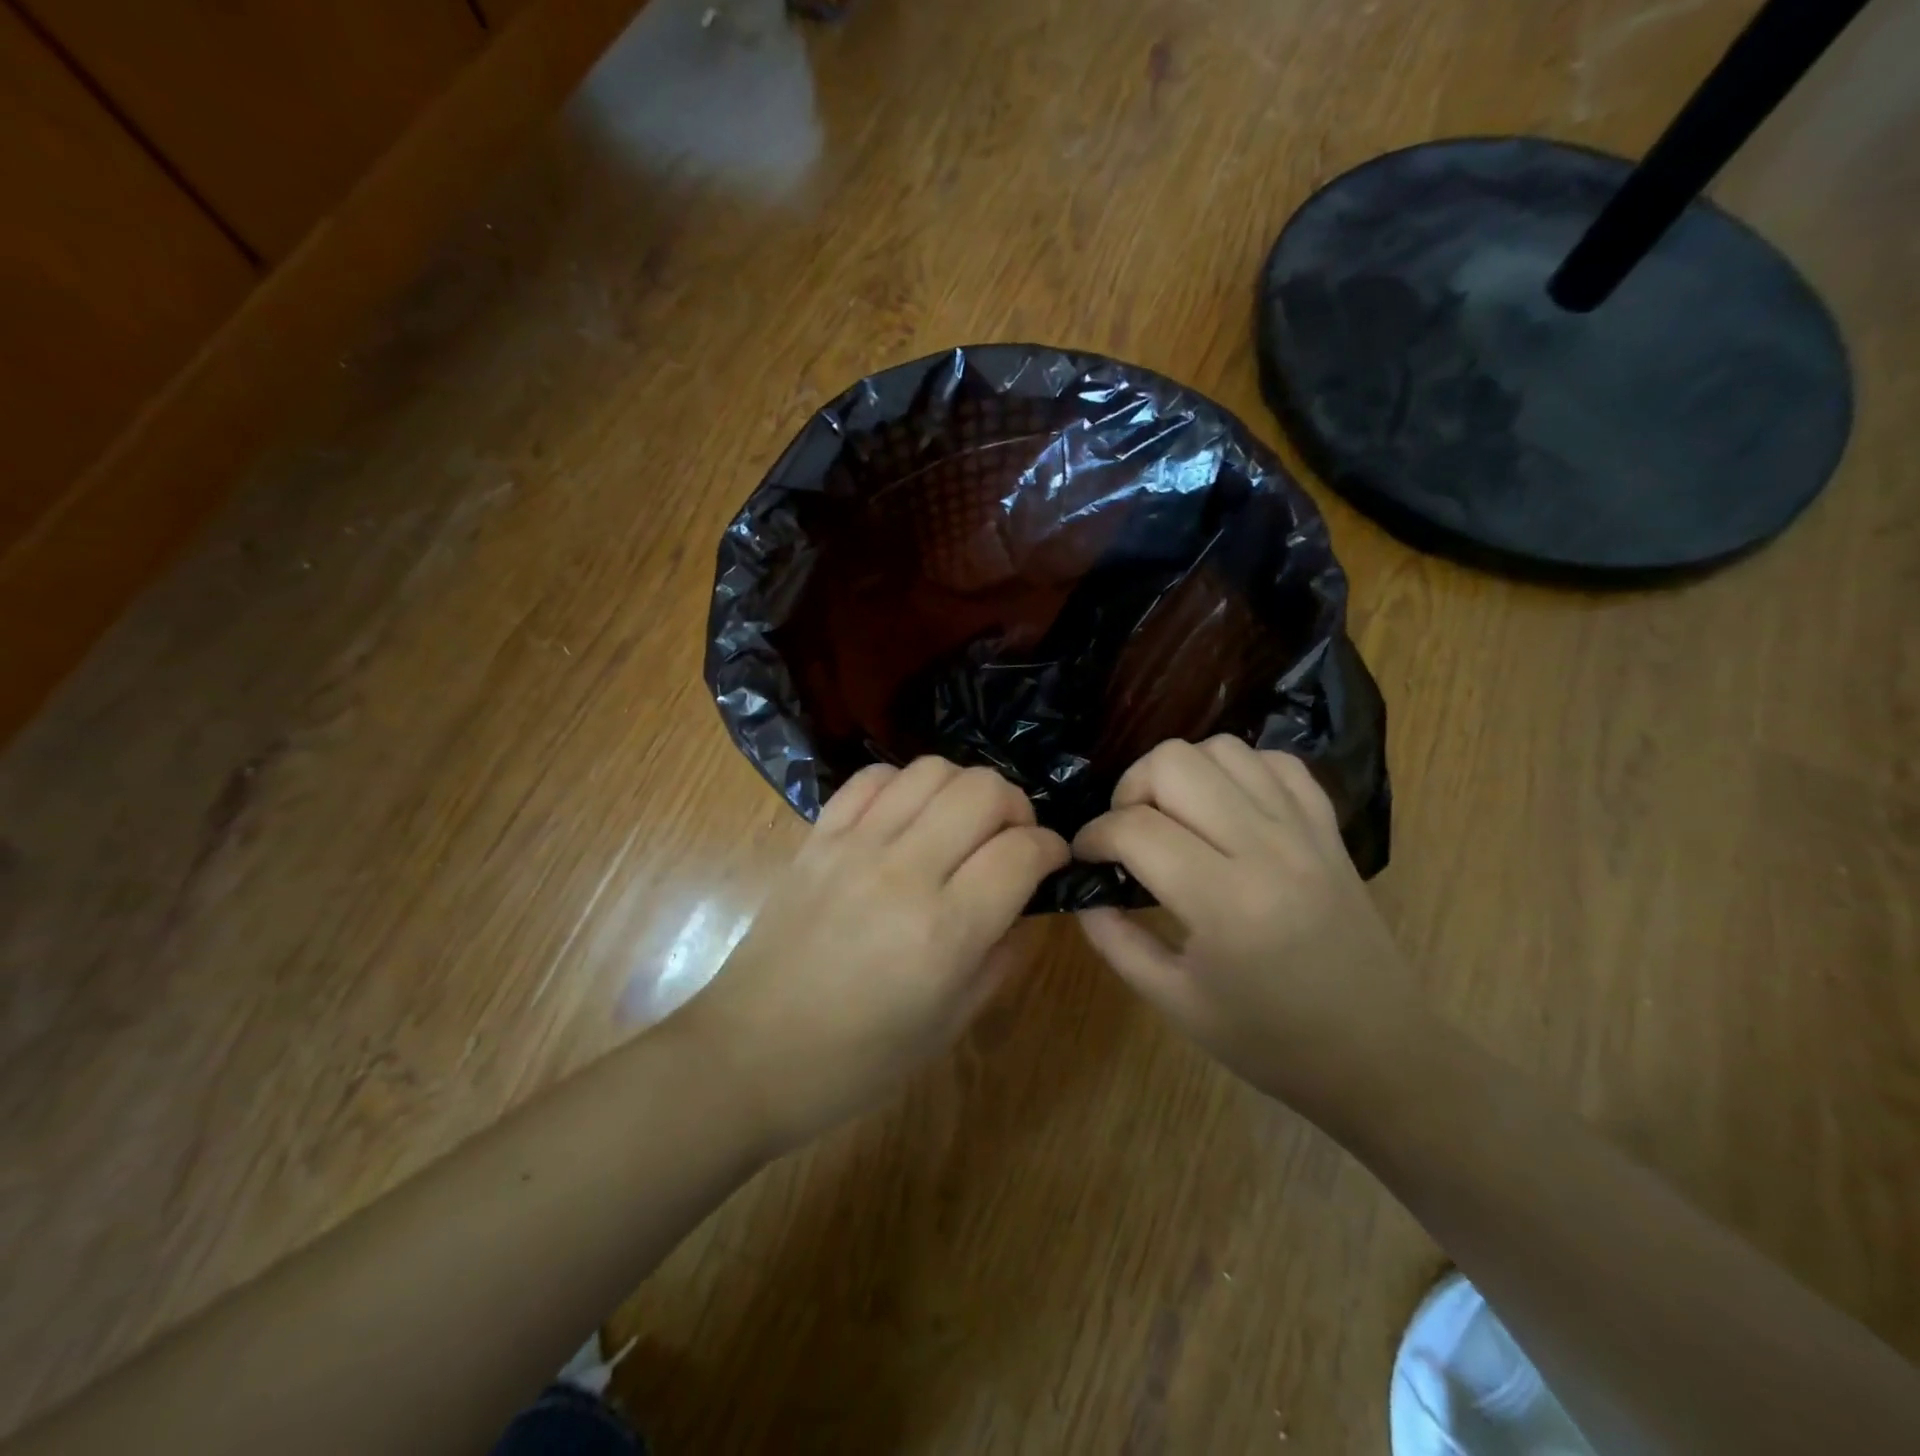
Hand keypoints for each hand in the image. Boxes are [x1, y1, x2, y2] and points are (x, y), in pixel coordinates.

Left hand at [675, 758, 1067, 1154]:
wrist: (748, 1056)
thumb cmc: (857, 1061)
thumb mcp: (950, 1024)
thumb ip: (1004, 955)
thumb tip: (1032, 901)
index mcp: (945, 931)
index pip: (1022, 851)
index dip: (1052, 849)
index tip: (1052, 861)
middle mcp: (903, 871)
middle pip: (983, 790)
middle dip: (1016, 807)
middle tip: (1012, 840)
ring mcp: (854, 845)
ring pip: (932, 770)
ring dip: (964, 788)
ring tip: (962, 824)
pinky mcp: (817, 836)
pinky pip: (872, 778)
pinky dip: (904, 784)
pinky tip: (908, 817)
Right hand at [1073, 736, 1417, 1118]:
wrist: (1380, 1054)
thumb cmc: (1271, 1041)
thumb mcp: (1174, 1003)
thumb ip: (1115, 940)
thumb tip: (1082, 889)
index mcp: (1225, 902)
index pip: (1134, 828)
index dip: (1093, 836)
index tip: (1085, 858)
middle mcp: (1266, 848)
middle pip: (1174, 763)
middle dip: (1130, 789)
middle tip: (1126, 834)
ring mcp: (1303, 829)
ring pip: (1222, 749)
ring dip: (1181, 774)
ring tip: (1172, 818)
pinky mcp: (1328, 826)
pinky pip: (1274, 761)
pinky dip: (1236, 771)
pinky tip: (1224, 809)